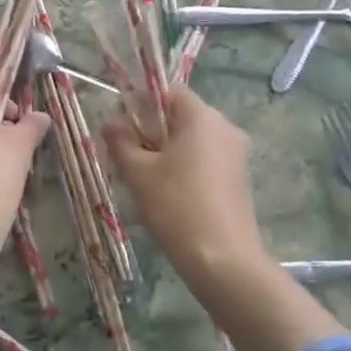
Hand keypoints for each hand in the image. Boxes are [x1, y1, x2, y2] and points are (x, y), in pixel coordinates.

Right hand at [106, 88, 339, 350]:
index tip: (121, 126)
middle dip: (151, 130)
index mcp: (202, 117)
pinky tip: (168, 196)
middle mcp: (225, 127)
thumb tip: (111, 124)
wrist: (223, 260)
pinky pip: (205, 160)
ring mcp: (236, 154)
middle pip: (181, 116)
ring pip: (192, 140)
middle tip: (127, 156)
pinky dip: (184, 168)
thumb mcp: (138, 173)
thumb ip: (120, 142)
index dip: (140, 102)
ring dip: (166, 152)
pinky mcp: (239, 179)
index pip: (168, 91)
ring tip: (143, 180)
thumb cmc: (176, 207)